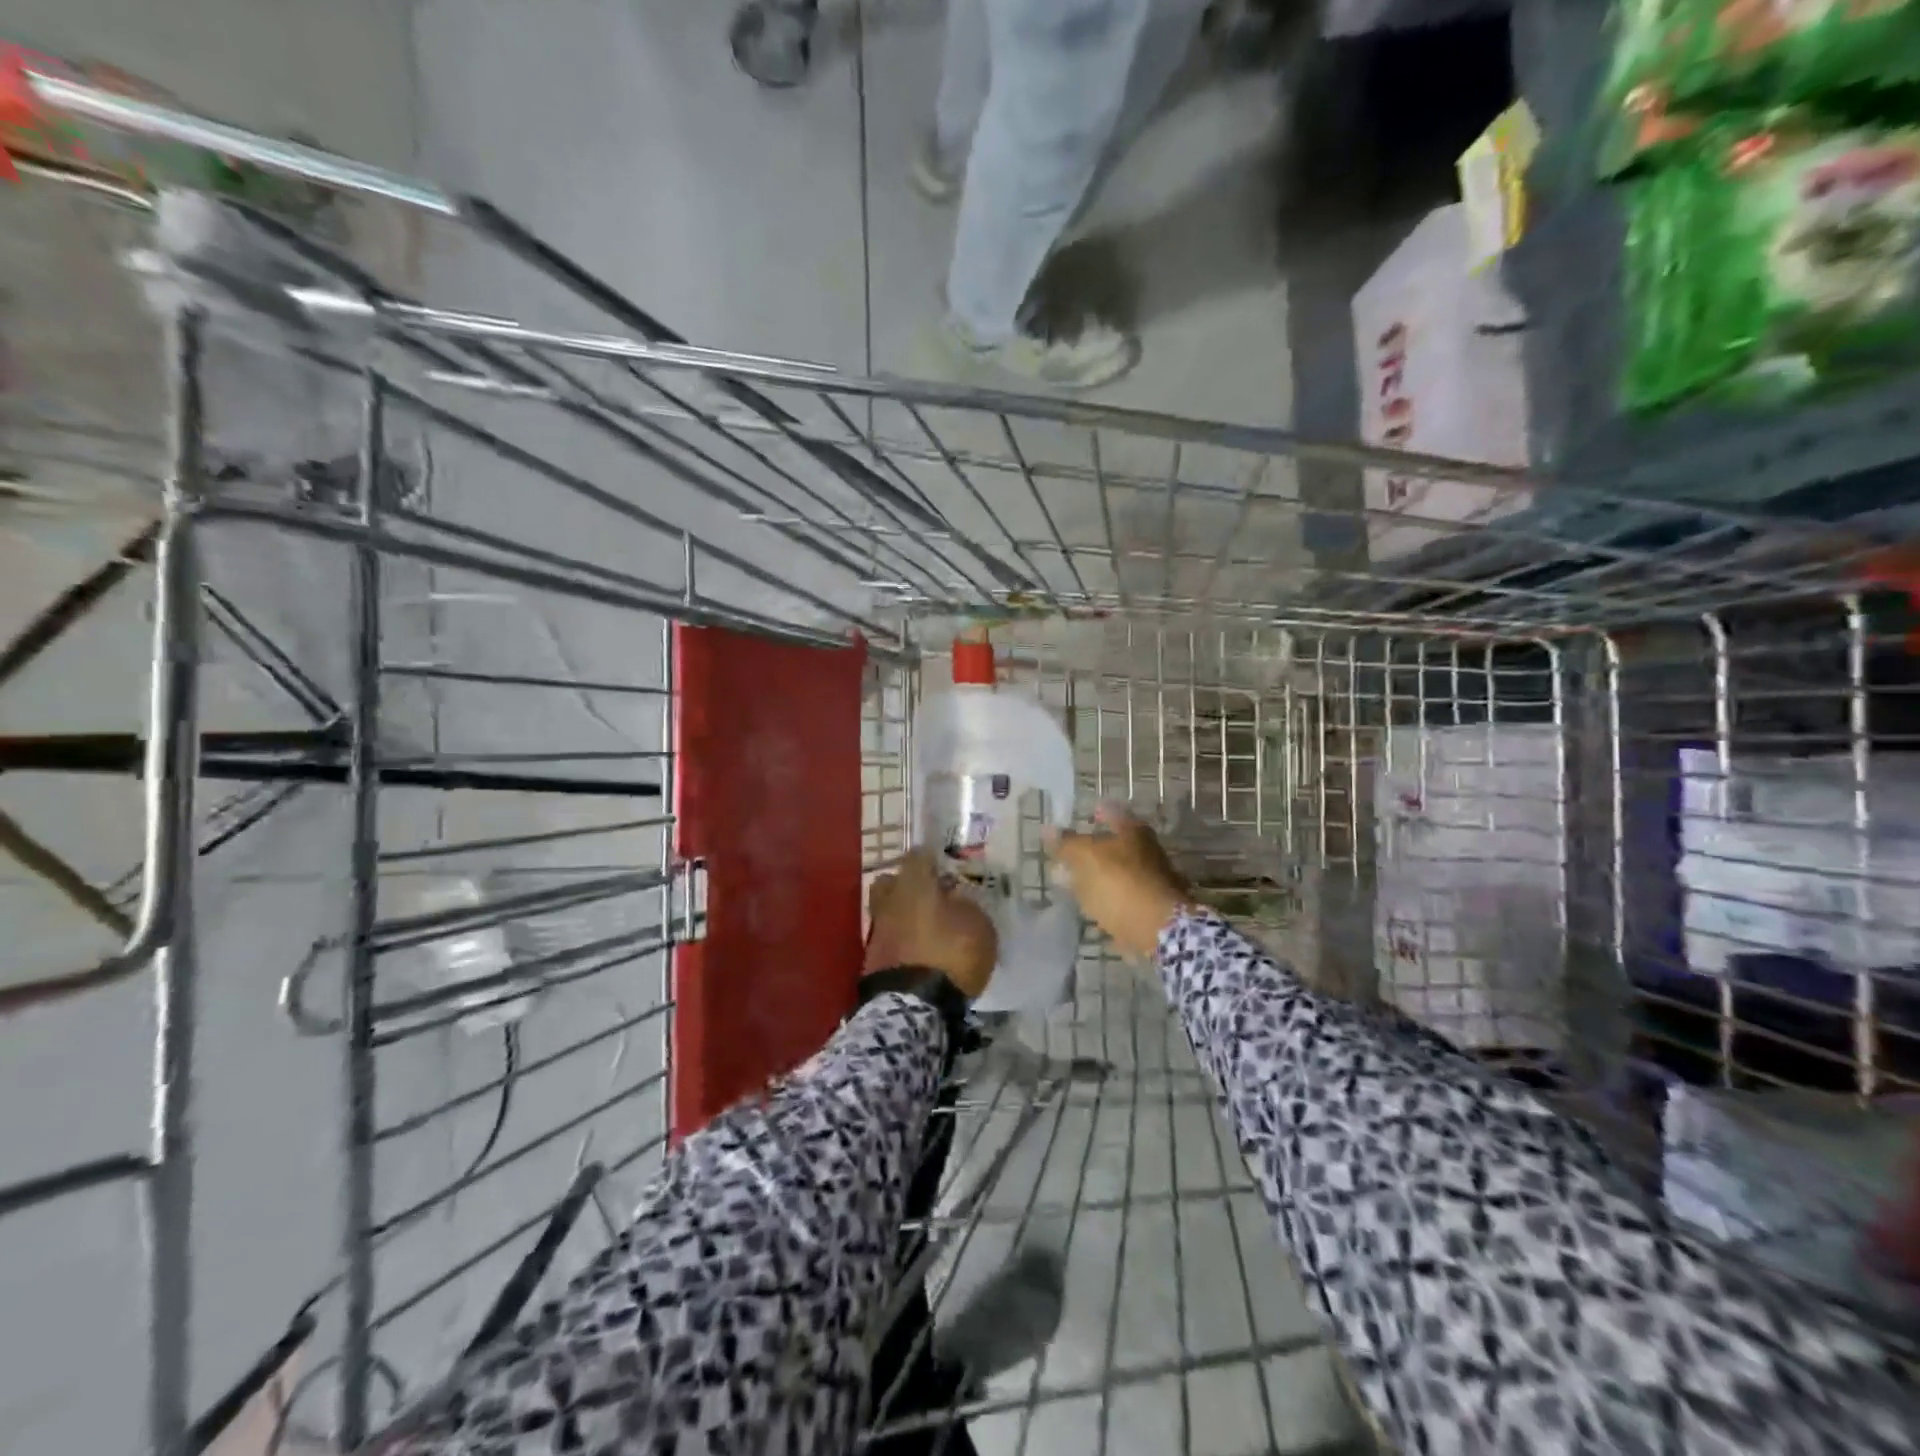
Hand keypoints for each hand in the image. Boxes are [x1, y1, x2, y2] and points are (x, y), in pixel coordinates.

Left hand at [864, 850, 997, 998]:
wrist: (912, 1008)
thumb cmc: (950, 955)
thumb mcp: (979, 927)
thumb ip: (968, 906)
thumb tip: (957, 900)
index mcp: (913, 885)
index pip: (918, 856)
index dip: (932, 860)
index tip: (945, 868)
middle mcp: (889, 902)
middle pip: (891, 882)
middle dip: (907, 885)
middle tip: (930, 896)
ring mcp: (876, 932)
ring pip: (887, 912)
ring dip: (903, 917)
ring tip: (926, 930)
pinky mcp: (871, 961)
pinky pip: (888, 940)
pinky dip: (900, 942)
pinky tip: (918, 953)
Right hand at [1047, 805, 1190, 960]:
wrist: (1157, 929)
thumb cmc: (1120, 883)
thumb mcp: (1085, 857)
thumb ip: (1066, 843)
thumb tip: (1048, 829)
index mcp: (1134, 831)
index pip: (1112, 813)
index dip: (1096, 814)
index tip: (1082, 819)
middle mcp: (1149, 850)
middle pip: (1118, 844)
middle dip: (1096, 849)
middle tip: (1072, 857)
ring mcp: (1154, 880)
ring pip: (1121, 871)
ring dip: (1102, 876)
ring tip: (1078, 885)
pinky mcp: (1153, 908)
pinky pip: (1125, 897)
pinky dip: (1111, 899)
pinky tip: (1095, 907)